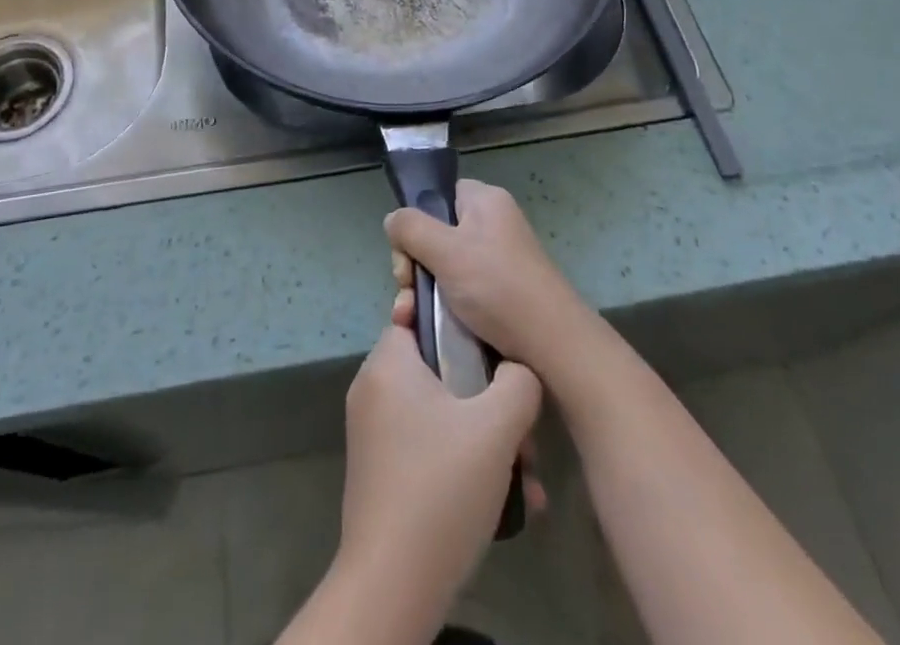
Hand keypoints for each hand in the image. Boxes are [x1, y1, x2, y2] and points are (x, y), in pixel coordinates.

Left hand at [335, 325, 542, 626]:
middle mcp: (373, 390)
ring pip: (439, 414)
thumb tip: (519, 371)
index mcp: (388, 364)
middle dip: (486, 396)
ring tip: (526, 476)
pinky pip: (428, 446)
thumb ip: (518, 383)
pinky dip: (462, 461)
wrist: (393, 583)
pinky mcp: (381, 472)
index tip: (489, 342)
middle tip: (521, 429)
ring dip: (484, 438)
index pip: (416, 315)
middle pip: (437, 369)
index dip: (454, 322)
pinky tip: (506, 500)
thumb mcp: (496, 427)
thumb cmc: (442, 487)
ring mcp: (374, 433)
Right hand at [386, 179, 589, 375]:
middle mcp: (492, 225)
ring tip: (411, 320)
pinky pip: (459, 291)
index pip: (438, 196)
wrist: (552, 347)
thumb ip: (411, 228)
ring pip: (442, 267)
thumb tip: (393, 220)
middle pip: (435, 234)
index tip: (408, 256)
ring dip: (422, 293)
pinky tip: (427, 329)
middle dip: (413, 266)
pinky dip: (442, 308)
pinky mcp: (499, 294)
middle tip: (407, 293)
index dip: (416, 222)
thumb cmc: (497, 287)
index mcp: (485, 202)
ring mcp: (496, 261)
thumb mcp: (446, 251)